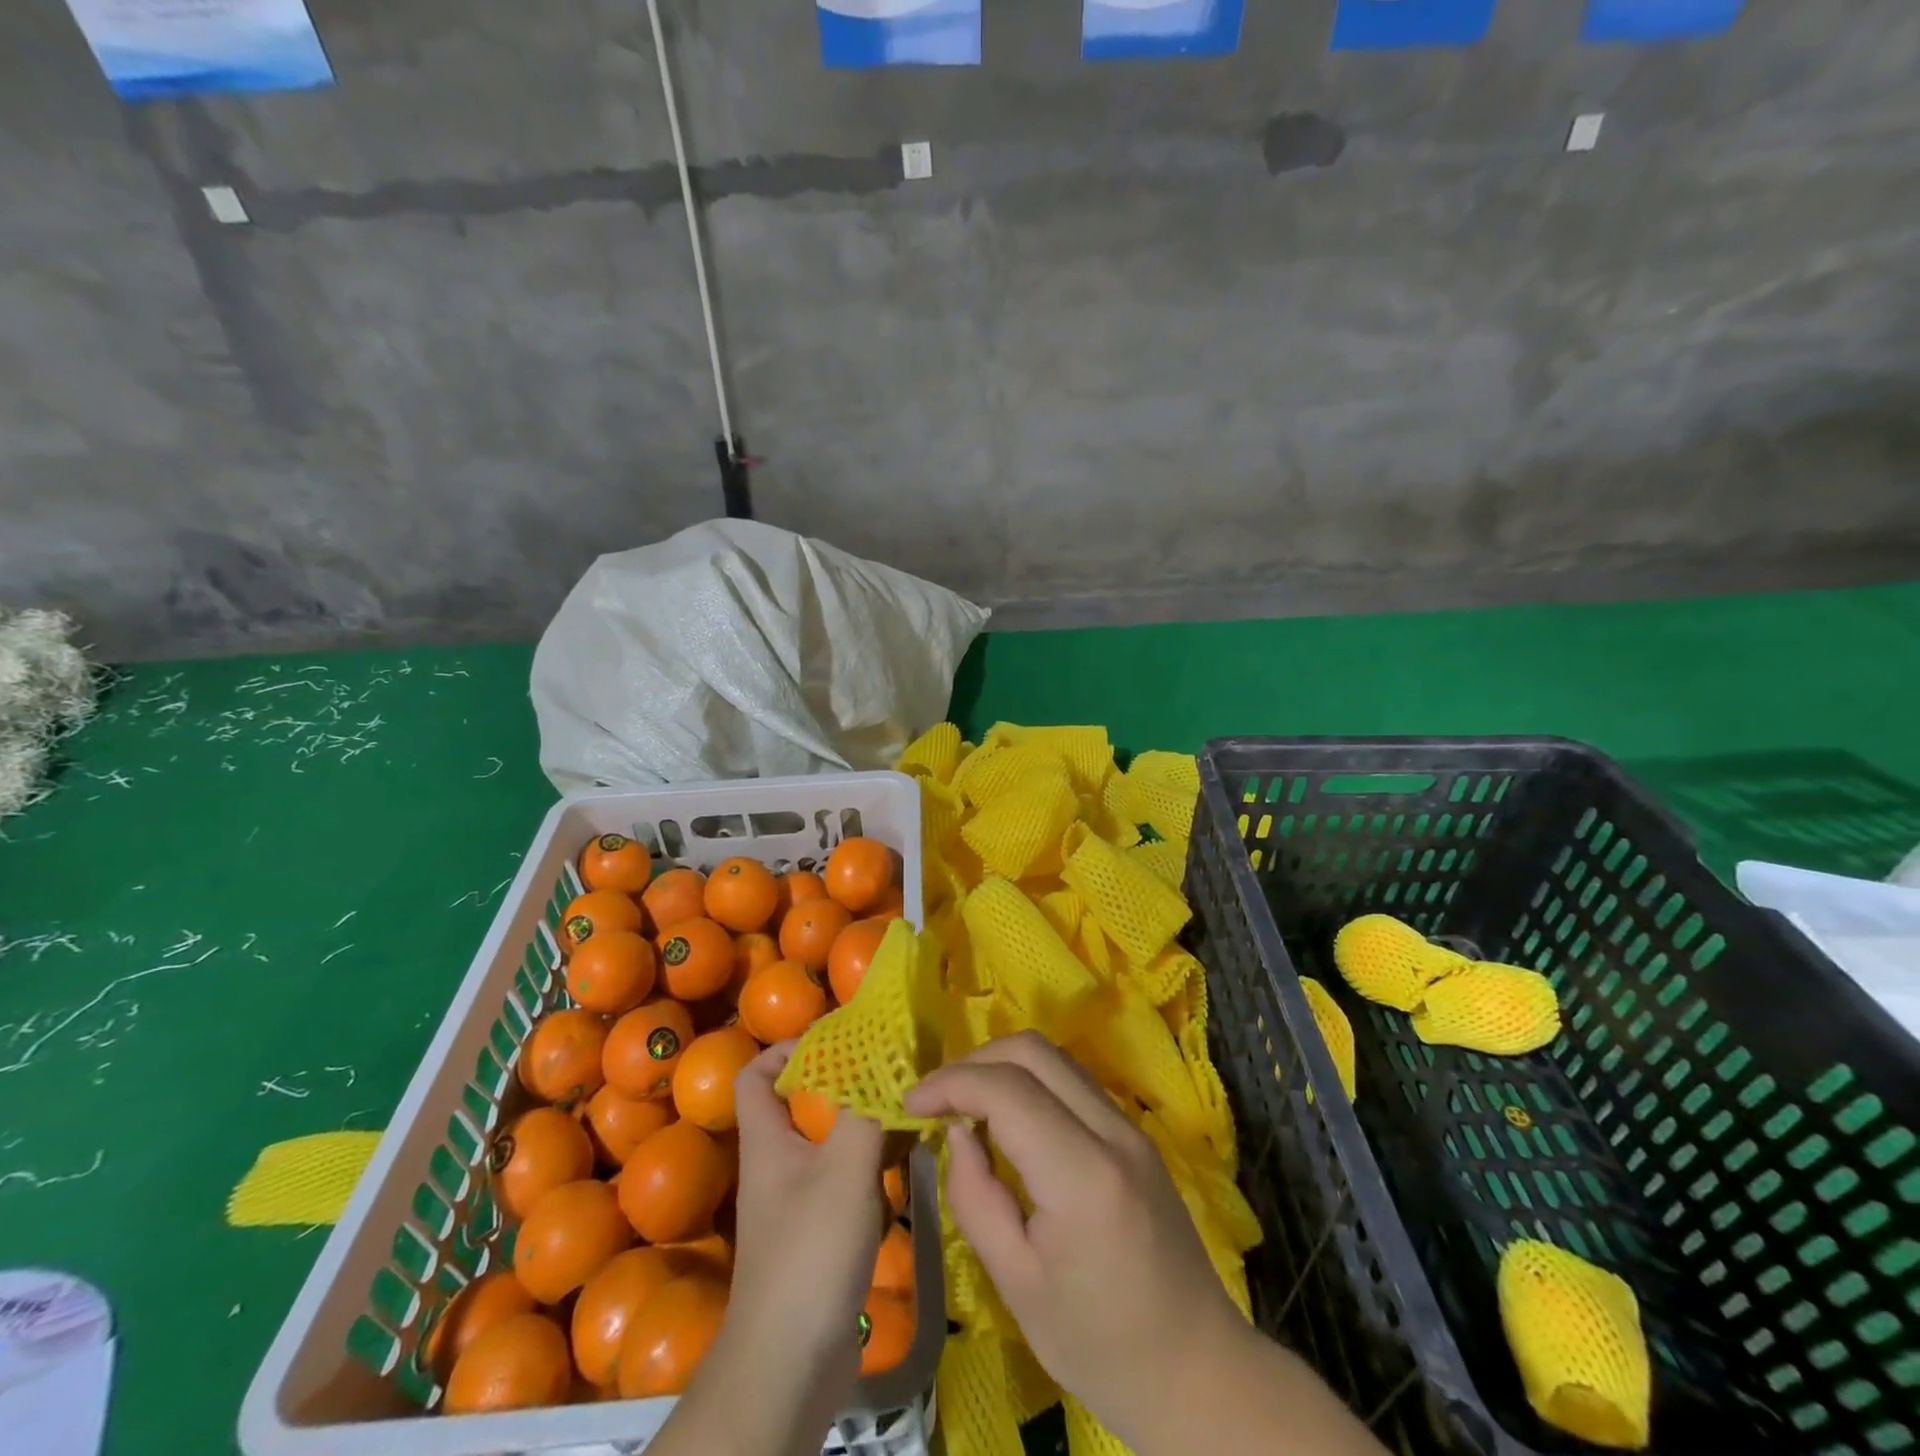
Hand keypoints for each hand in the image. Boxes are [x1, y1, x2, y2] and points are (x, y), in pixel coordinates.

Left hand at [672, 1042, 885, 1455]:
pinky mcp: (823, 1231)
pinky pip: (848, 1176)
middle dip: (843, 1080)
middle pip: (803, 1103)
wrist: (790, 1366)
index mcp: (768, 1140)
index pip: (755, 1074)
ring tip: (909, 1103)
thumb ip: (865, 1110)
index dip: (786, 1050)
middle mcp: (779, 1163)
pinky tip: (911, 1156)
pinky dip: (875, 1160)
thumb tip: (885, 1058)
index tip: (834, 1040)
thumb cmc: (809, 1253)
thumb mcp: (844, 1168)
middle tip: (888, 1067)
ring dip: (866, 1119)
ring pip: (831, 1139)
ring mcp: (800, 1199)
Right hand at [903, 1032, 1244, 1450]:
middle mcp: (1113, 1132)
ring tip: (964, 1103)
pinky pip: (1074, 1081)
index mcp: (1083, 1176)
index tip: (911, 1102)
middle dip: (974, 1061)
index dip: (951, 1083)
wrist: (1197, 1373)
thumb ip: (976, 1198)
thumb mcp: (1017, 1285)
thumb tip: (957, 1132)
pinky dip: (1031, 1080)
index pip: (1007, 1090)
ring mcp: (1131, 1128)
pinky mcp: (1136, 1134)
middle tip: (936, 1098)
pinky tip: (1007, 1117)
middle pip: (1033, 1051)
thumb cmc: (1099, 1346)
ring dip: (1003, 1065)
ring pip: (1056, 1058)